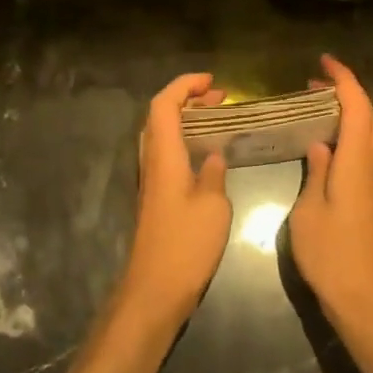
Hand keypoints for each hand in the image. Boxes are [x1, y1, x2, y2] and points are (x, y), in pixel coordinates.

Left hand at [116, 72, 231, 331]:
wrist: (155, 289)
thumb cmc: (186, 245)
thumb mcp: (213, 206)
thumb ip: (214, 174)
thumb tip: (213, 156)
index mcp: (164, 156)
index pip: (164, 105)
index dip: (185, 86)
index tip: (212, 82)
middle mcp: (152, 162)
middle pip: (160, 115)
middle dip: (188, 99)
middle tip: (220, 98)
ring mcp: (152, 180)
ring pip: (162, 134)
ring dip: (187, 120)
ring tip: (218, 119)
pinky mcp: (156, 197)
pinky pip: (167, 153)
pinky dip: (186, 141)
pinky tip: (208, 154)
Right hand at [288, 55, 372, 331]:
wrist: (365, 298)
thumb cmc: (332, 255)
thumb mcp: (309, 211)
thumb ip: (316, 172)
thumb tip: (319, 144)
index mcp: (356, 161)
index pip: (356, 106)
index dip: (343, 79)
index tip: (324, 62)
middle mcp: (371, 164)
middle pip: (367, 114)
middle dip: (345, 90)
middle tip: (314, 81)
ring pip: (367, 131)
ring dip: (347, 110)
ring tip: (316, 104)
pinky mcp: (371, 196)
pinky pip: (363, 149)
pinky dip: (348, 131)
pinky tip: (325, 141)